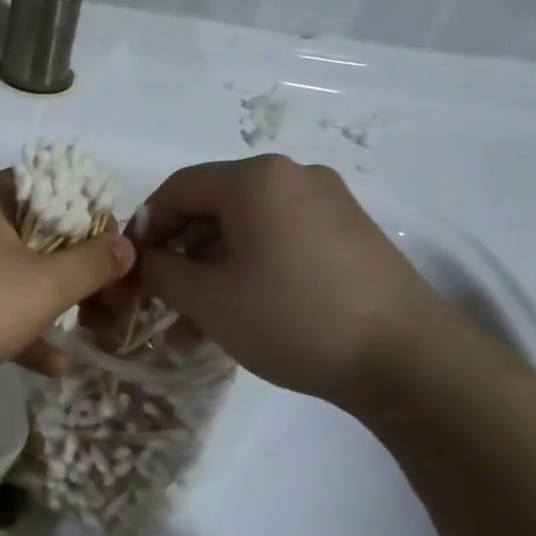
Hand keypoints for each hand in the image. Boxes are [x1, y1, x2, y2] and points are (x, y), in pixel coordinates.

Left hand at [0, 173, 134, 401]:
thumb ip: (91, 263)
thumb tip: (125, 244)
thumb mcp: (43, 285)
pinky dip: (16, 328)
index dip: (93, 218)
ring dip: (51, 304)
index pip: (55, 188)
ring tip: (92, 333)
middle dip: (77, 270)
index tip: (119, 253)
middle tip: (111, 299)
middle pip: (36, 234)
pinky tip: (52, 365)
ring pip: (12, 274)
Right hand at [131, 155, 448, 406]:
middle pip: (212, 207)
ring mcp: (328, 203)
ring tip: (192, 324)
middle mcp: (293, 177)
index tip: (130, 269)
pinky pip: (279, 241)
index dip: (144, 227)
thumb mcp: (209, 299)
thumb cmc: (291, 317)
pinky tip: (237, 314)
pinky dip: (248, 270)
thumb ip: (161, 272)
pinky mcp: (349, 234)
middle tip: (158, 299)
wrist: (405, 358)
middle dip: (178, 255)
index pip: (177, 188)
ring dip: (210, 270)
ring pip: (246, 229)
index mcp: (255, 179)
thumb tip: (140, 261)